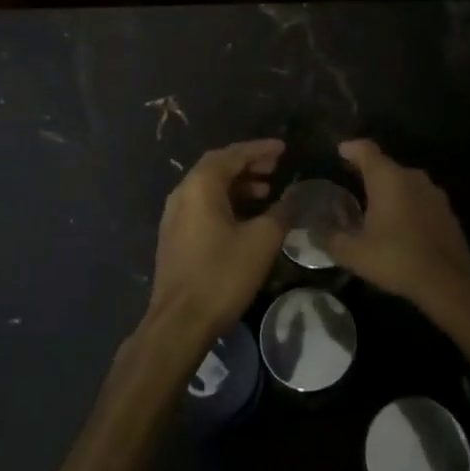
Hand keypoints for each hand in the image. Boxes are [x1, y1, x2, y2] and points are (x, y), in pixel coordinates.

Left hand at [147, 139, 286, 347]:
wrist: (179, 322)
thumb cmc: (222, 275)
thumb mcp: (261, 241)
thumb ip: (281, 211)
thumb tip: (294, 195)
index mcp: (201, 185)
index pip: (233, 154)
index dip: (260, 149)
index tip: (283, 148)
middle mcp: (183, 192)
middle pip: (218, 166)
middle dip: (248, 163)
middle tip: (275, 166)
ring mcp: (174, 215)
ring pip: (209, 187)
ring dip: (238, 184)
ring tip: (266, 190)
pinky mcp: (175, 235)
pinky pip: (203, 204)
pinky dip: (226, 201)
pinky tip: (245, 217)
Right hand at [327, 140, 469, 310]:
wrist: (449, 282)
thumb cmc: (397, 259)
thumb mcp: (354, 253)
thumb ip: (330, 239)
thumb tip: (312, 232)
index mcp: (388, 178)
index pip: (365, 149)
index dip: (350, 148)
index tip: (339, 150)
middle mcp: (411, 177)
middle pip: (385, 165)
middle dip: (367, 171)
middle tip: (350, 182)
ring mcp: (433, 192)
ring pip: (404, 182)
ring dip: (388, 190)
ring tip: (373, 206)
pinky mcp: (446, 210)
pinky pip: (419, 198)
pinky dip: (405, 204)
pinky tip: (399, 224)